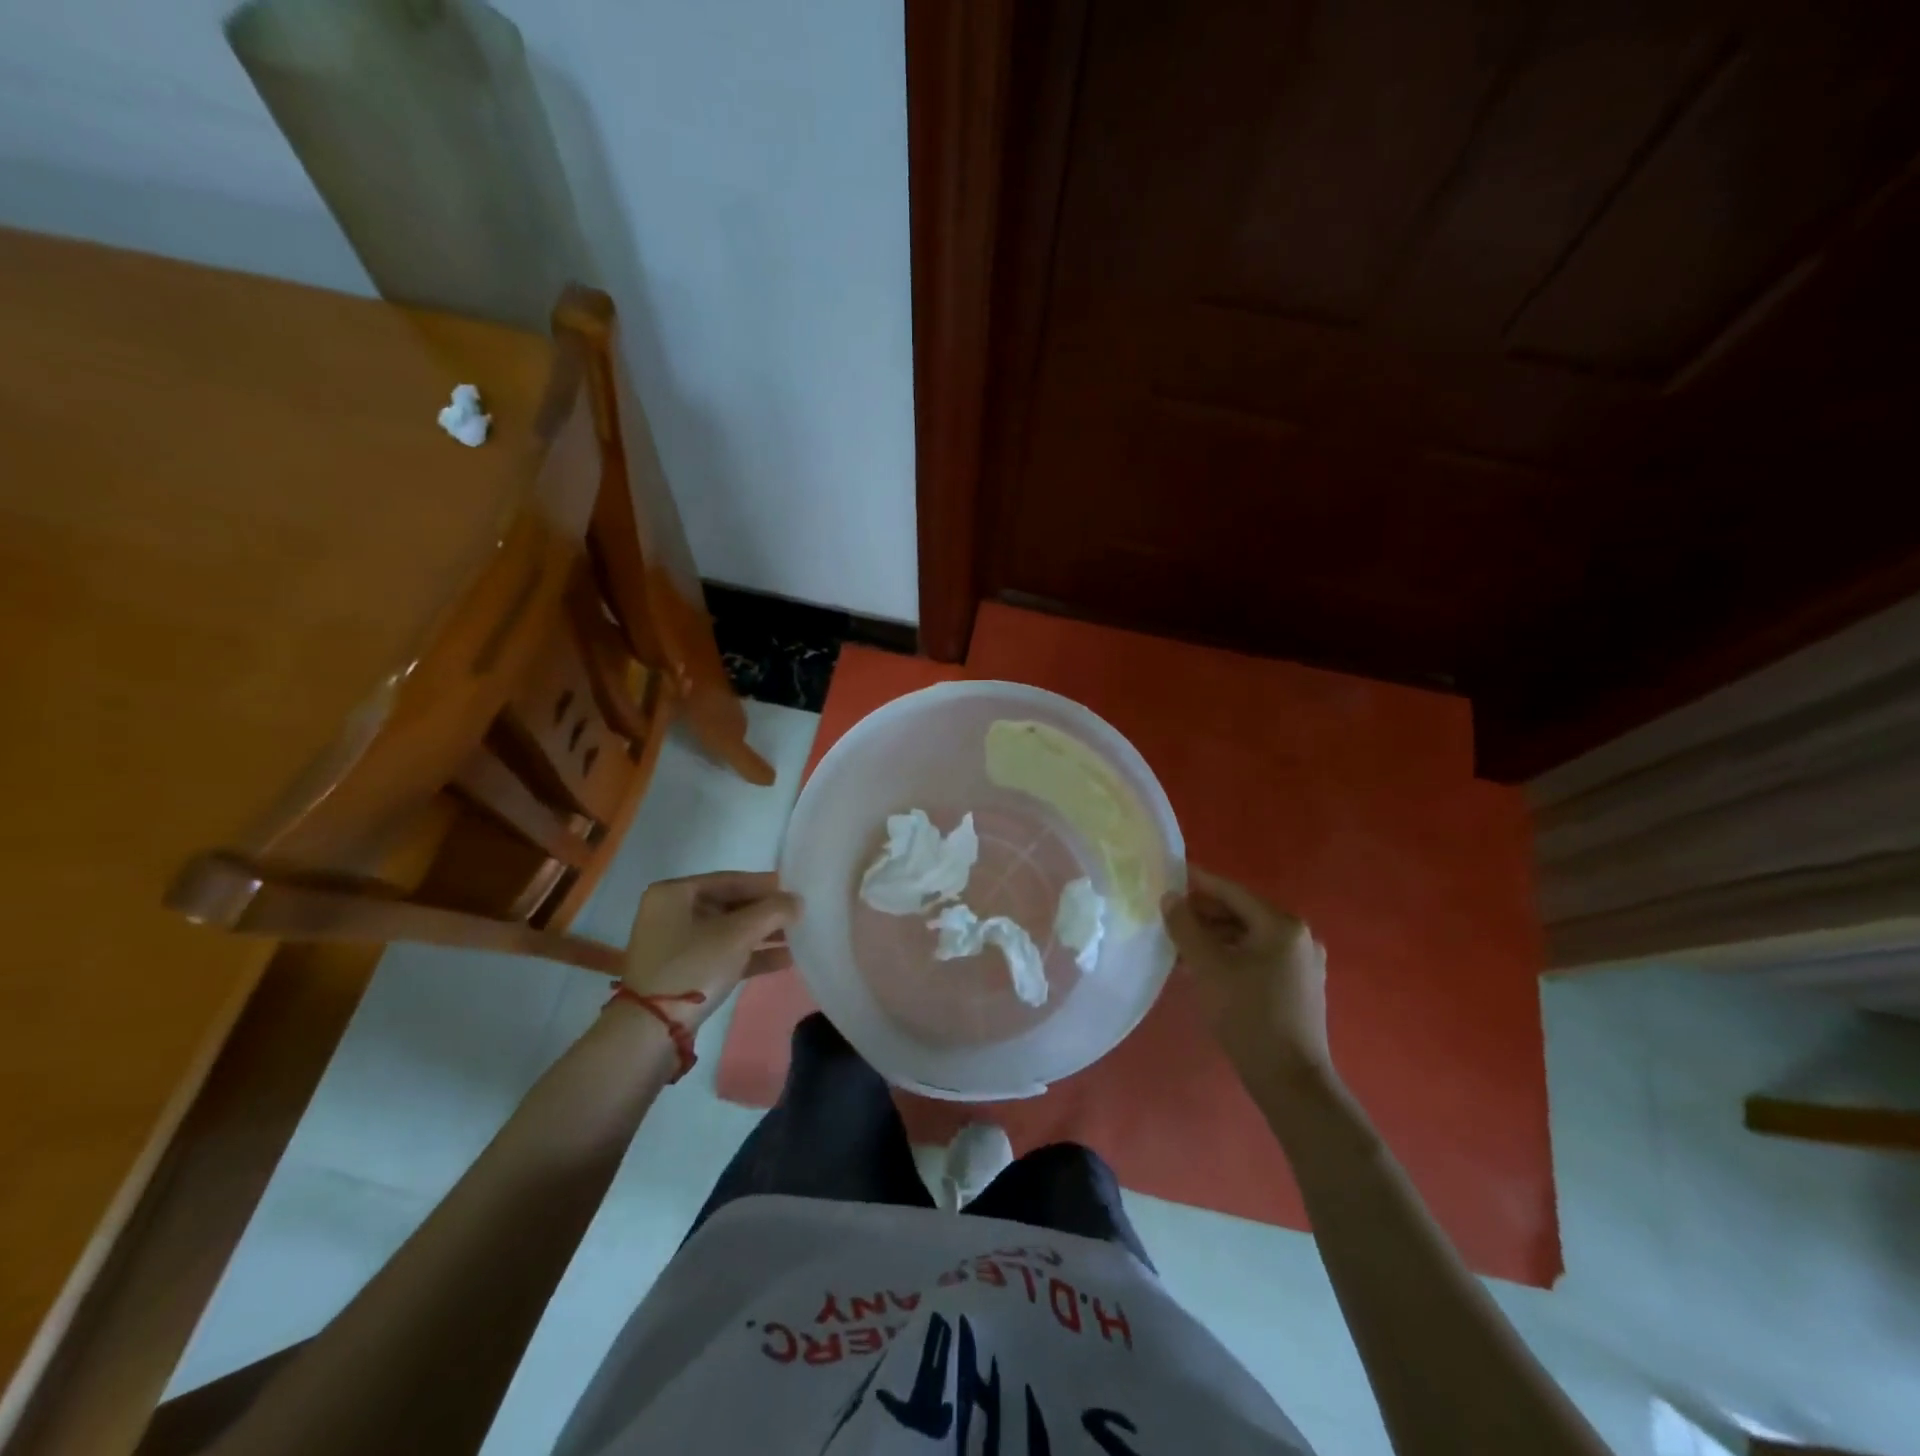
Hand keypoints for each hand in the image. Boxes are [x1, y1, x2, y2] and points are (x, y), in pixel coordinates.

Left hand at [621, 872, 801, 1031]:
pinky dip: (750, 955)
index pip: (730, 880)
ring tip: (799, 939)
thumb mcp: (738, 934)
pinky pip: (723, 954)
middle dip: (766, 913)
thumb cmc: (694, 966)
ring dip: (763, 935)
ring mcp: (676, 944)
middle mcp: (671, 913)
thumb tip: (798, 901)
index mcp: (674, 893)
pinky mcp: (684, 972)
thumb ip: (773, 911)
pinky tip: (784, 960)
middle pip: (730, 905)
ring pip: (729, 932)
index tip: (796, 891)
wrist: (651, 1030)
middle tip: (800, 916)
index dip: (766, 885)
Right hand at [1162, 865, 1330, 1080]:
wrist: (1290, 1081)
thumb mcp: (1208, 967)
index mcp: (1281, 925)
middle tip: (1168, 916)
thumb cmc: (1248, 1016)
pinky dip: (1230, 955)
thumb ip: (1185, 927)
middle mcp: (1297, 936)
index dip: (1197, 882)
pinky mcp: (1298, 986)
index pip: (1232, 892)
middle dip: (1203, 914)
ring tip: (1178, 944)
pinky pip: (1257, 957)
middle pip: (1241, 913)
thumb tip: (1169, 897)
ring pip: (1248, 937)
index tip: (1169, 875)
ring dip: (1214, 937)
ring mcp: (1302, 963)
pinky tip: (1203, 968)